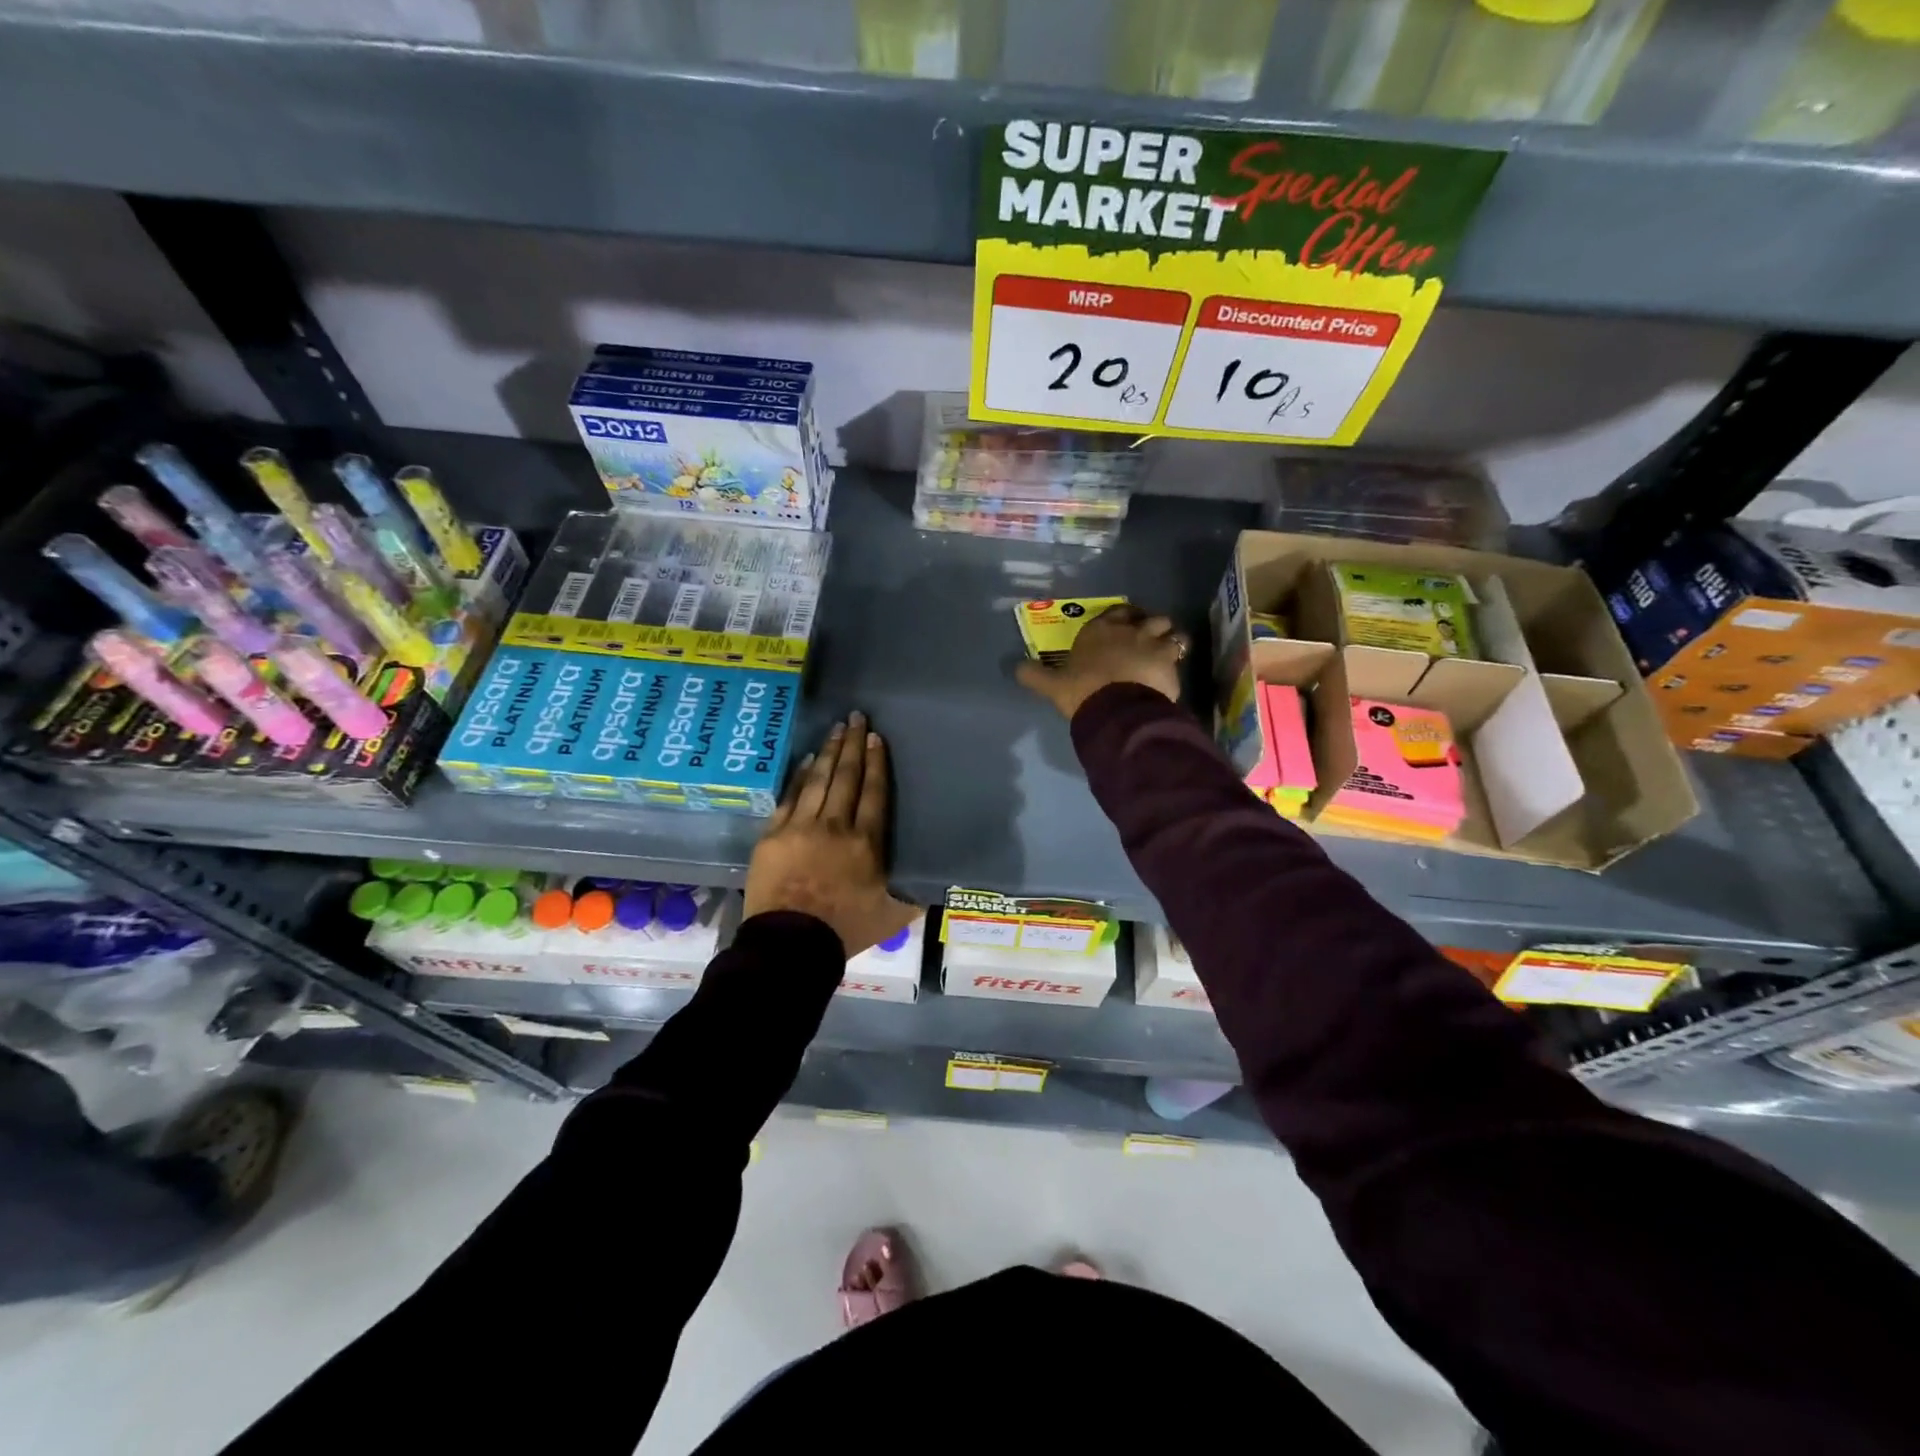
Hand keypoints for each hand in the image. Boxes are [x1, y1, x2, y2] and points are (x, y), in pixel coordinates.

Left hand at [744, 710, 917, 957]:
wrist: (790, 945)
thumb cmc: (845, 930)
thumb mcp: (893, 916)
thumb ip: (914, 895)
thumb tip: (935, 884)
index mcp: (866, 842)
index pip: (874, 792)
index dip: (877, 762)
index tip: (876, 738)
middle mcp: (835, 826)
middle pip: (846, 777)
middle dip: (853, 744)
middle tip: (856, 717)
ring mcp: (800, 827)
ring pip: (818, 780)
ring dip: (828, 752)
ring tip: (836, 728)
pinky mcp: (773, 835)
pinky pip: (789, 797)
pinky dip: (798, 776)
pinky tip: (805, 760)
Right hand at [1015, 604, 1188, 720]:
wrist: (1114, 706)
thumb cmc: (1081, 690)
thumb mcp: (1052, 685)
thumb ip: (1034, 675)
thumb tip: (1015, 668)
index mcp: (1097, 630)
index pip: (1114, 613)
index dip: (1121, 618)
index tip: (1123, 628)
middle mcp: (1126, 628)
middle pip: (1146, 616)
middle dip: (1148, 625)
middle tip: (1147, 639)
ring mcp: (1151, 640)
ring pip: (1169, 628)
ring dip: (1169, 636)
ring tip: (1167, 650)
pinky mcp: (1170, 658)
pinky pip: (1180, 648)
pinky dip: (1179, 655)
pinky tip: (1175, 666)